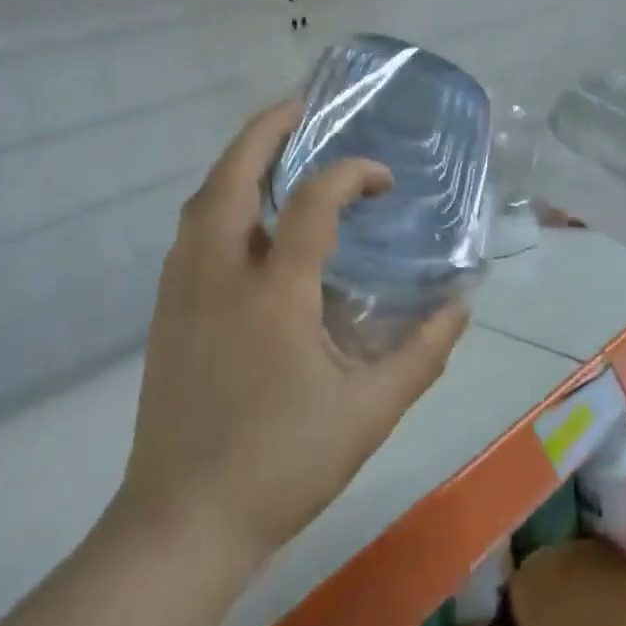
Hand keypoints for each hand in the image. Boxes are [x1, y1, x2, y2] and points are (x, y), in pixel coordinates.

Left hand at [119, 98, 468, 565]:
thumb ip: (422, 353)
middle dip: (268, 128)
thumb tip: (461, 304)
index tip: (382, 178)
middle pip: (233, 173)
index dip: (350, 173)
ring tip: (274, 145)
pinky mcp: (164, 309)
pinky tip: (242, 213)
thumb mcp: (368, 413)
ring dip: (238, 159)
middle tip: (302, 104)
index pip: (311, 201)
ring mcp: (182, 289)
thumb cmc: (281, 466)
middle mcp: (219, 273)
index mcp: (273, 292)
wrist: (182, 521)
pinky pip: (190, 229)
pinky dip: (218, 198)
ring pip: (202, 198)